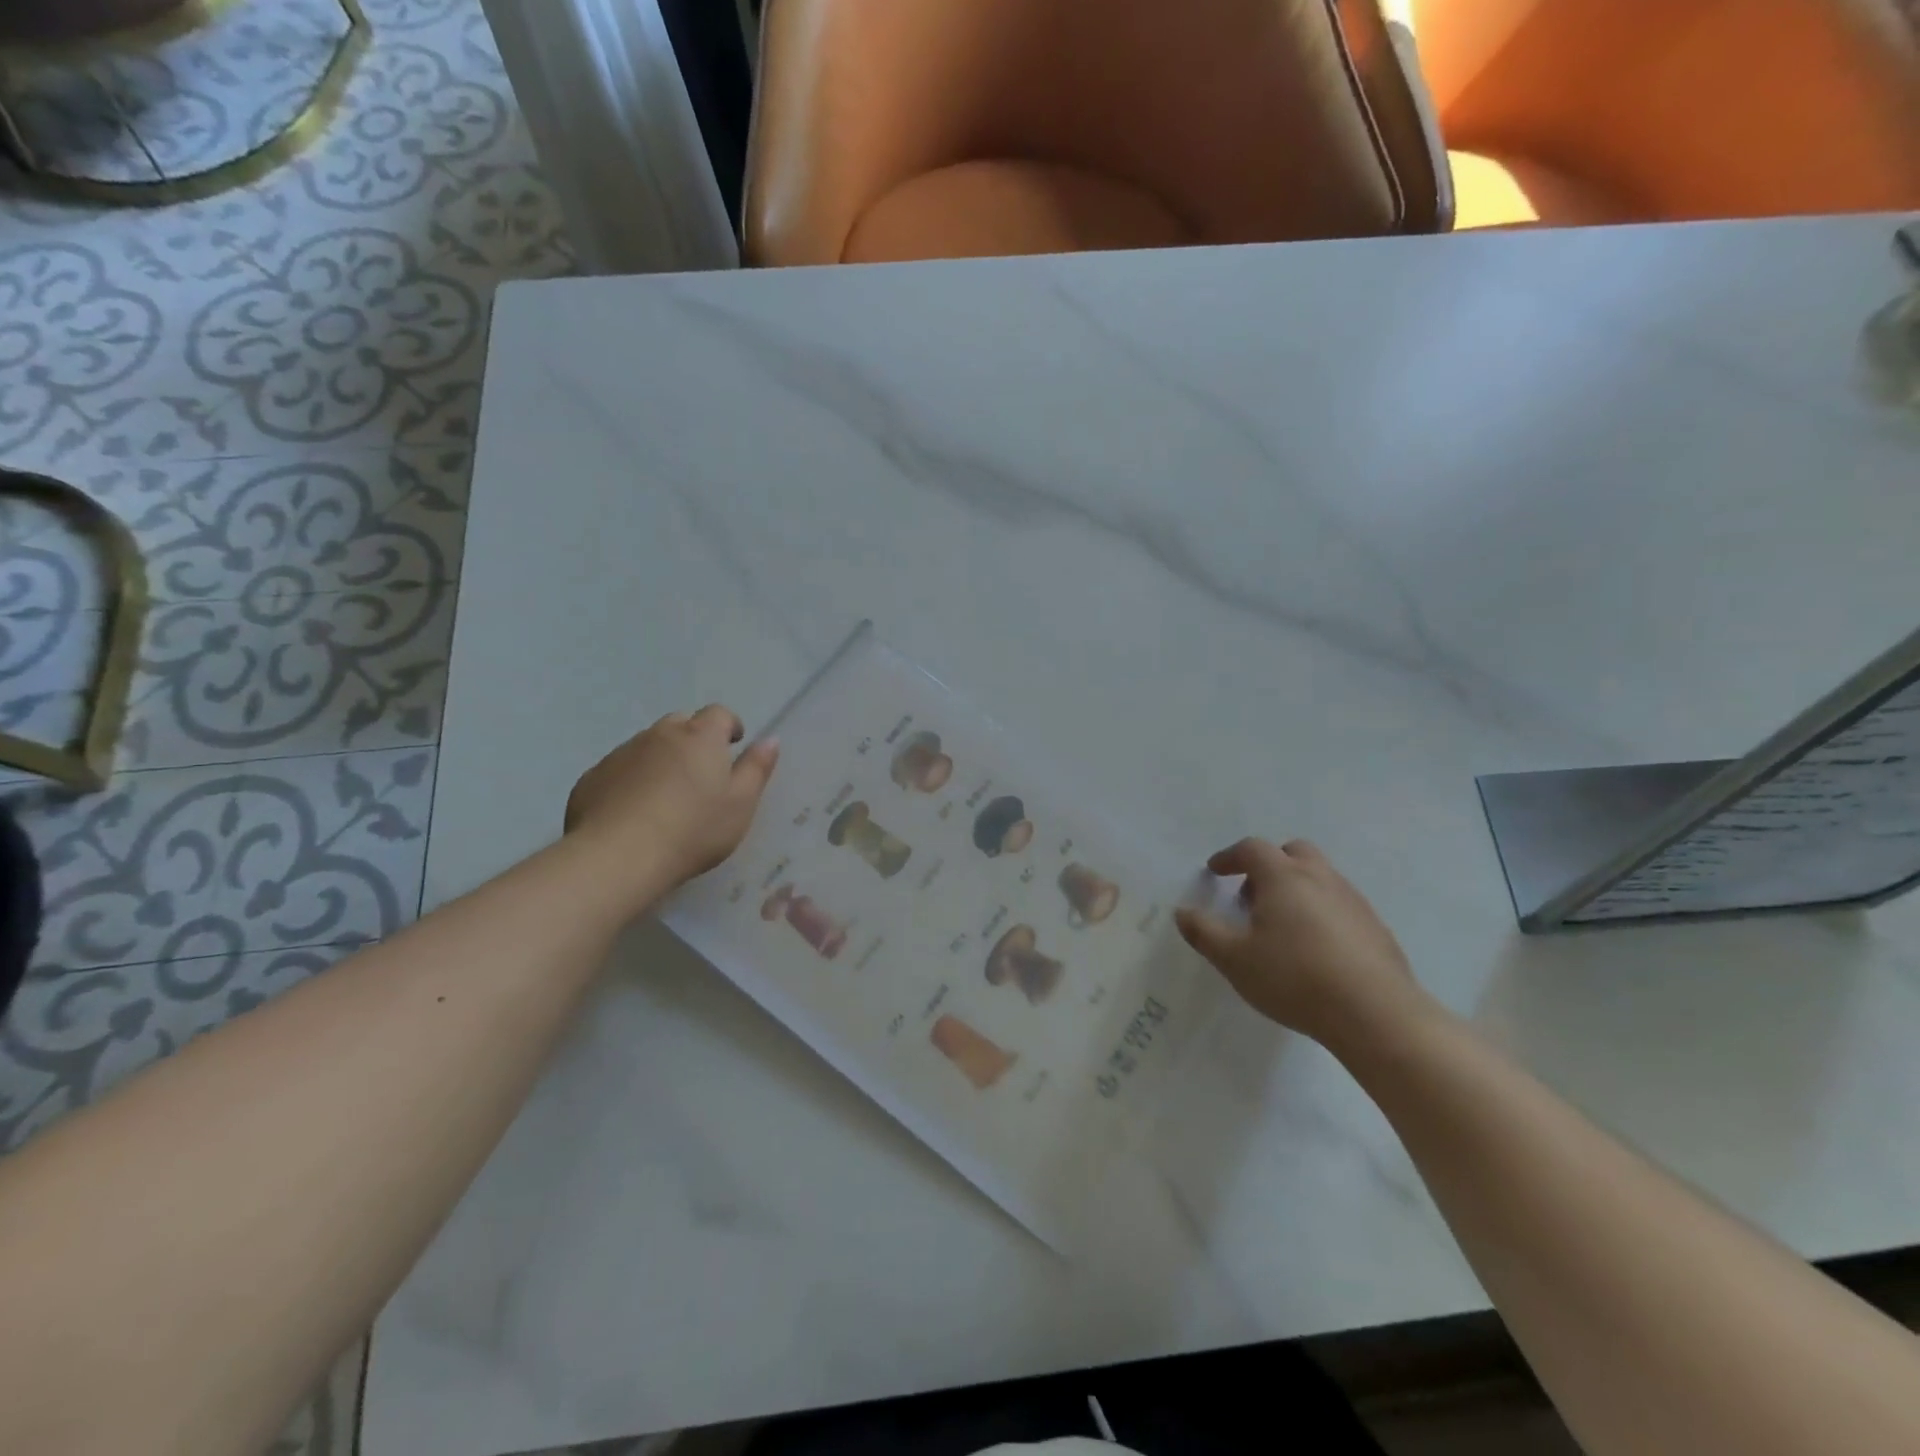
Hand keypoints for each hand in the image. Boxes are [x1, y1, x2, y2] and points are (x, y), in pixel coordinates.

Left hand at [565, 705, 779, 890]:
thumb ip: (757, 768)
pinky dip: (631, 780)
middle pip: (681, 724)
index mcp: (700, 737)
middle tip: (701, 773)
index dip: (729, 726)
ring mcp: (622, 753)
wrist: (619, 856)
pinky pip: (620, 769)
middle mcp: (659, 735)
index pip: (719, 714)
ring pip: (648, 745)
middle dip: (694, 739)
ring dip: (661, 759)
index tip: (734, 745)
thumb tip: (770, 739)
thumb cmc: (693, 829)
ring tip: (667, 796)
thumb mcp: (741, 804)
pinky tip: (634, 811)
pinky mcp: (593, 777)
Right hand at [1175, 838, 1428, 1049]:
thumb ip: (1204, 932)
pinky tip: (1315, 948)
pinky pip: (1340, 903)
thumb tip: (1182, 912)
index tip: (1215, 872)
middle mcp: (1320, 878)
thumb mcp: (1234, 959)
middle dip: (1268, 864)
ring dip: (1295, 887)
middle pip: (1293, 851)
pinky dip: (1320, 910)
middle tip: (1252, 895)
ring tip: (1281, 926)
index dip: (1230, 857)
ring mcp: (1353, 901)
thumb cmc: (1294, 978)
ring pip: (1320, 876)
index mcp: (1283, 877)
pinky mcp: (1375, 927)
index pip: (1252, 849)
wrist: (1375, 1014)